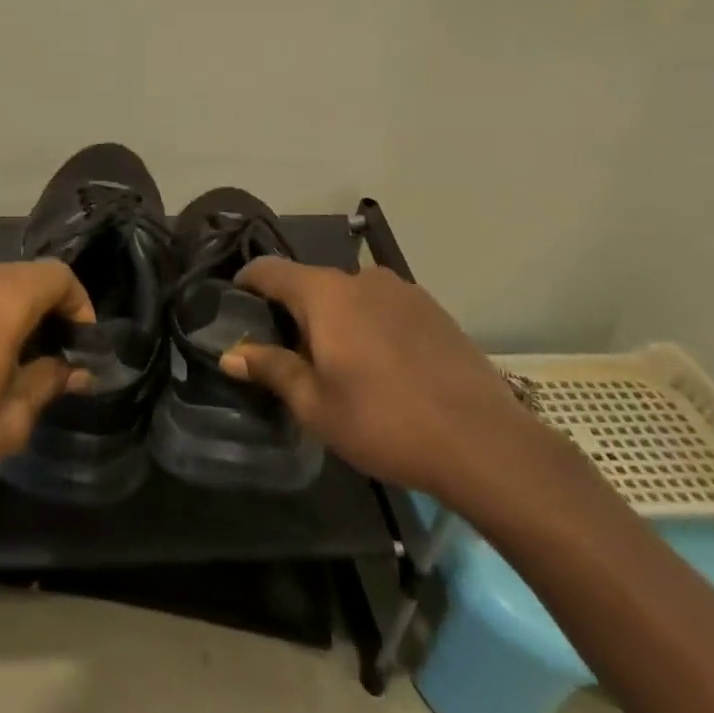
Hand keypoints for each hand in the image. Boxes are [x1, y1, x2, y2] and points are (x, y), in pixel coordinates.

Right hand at [223, 260, 545, 513]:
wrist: (482, 442)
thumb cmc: (383, 422)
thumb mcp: (315, 404)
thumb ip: (271, 369)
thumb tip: (231, 354)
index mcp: (326, 293)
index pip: (270, 270)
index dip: (245, 283)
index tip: (233, 305)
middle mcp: (363, 278)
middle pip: (311, 284)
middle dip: (293, 312)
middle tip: (287, 355)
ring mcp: (404, 291)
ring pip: (350, 296)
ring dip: (334, 319)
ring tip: (337, 364)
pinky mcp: (433, 310)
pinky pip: (383, 307)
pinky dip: (368, 325)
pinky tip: (380, 367)